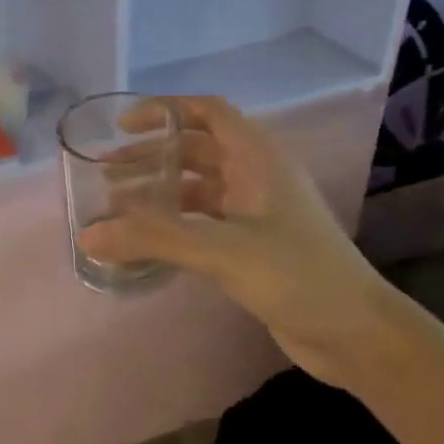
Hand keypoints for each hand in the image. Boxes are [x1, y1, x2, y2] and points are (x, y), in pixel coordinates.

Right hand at [79, 96, 393, 383]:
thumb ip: (153, 239)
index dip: (165, 110)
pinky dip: (173, 222)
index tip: (122, 125)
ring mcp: (256, 211)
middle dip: (151, 155)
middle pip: (196, 148)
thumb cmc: (297, 275)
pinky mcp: (253, 244)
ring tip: (116, 204)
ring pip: (198, 186)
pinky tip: (147, 239)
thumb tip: (87, 235)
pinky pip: (203, 220)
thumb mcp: (221, 250)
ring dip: (159, 189)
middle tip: (106, 172)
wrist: (356, 333)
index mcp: (258, 158)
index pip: (208, 112)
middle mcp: (257, 176)